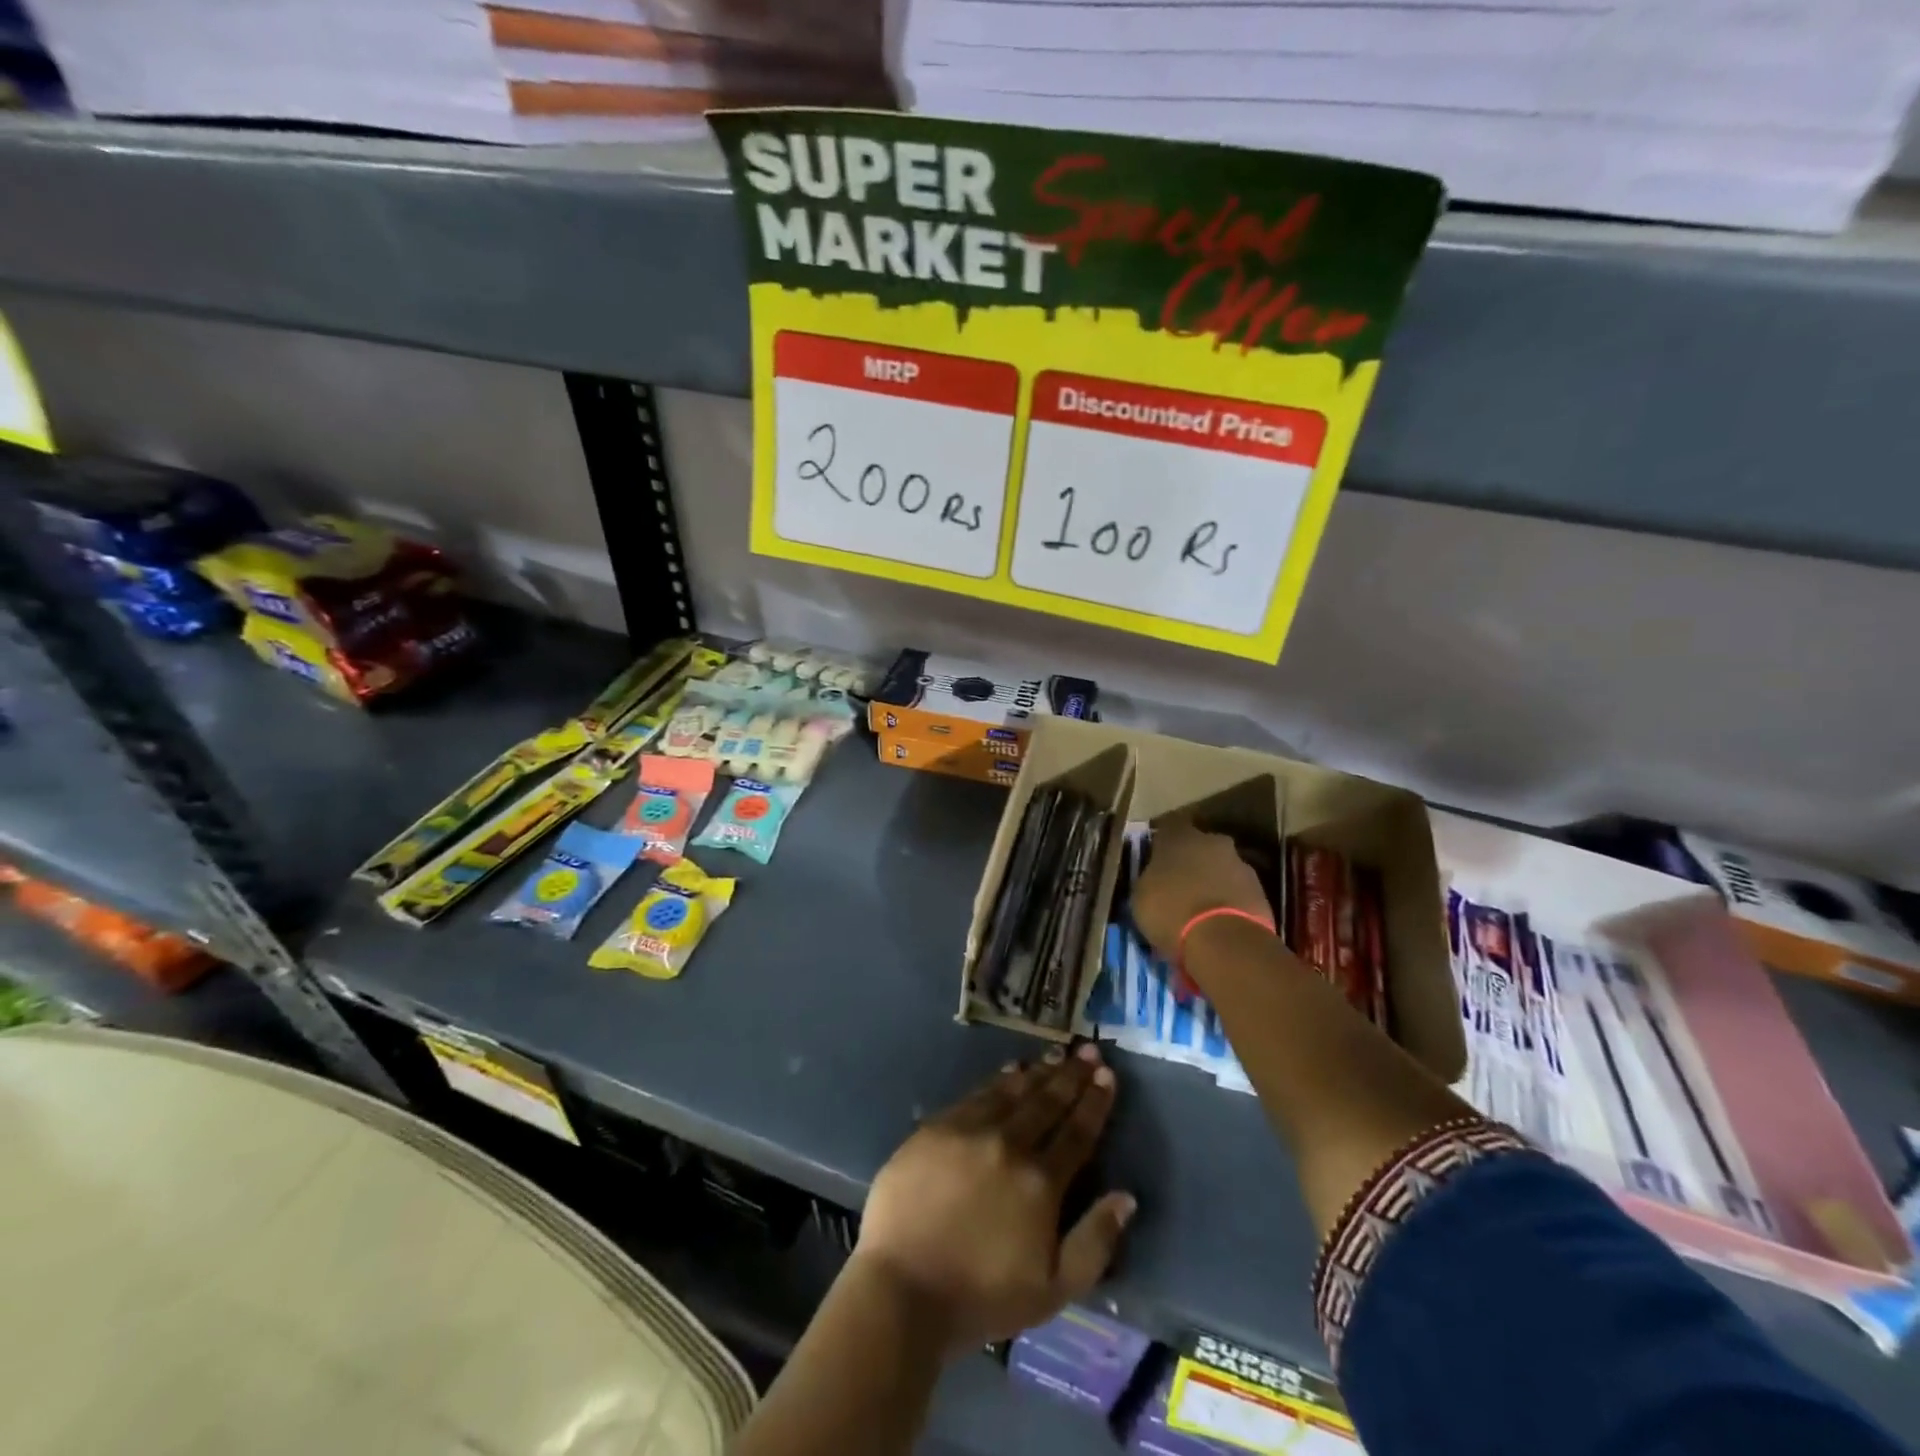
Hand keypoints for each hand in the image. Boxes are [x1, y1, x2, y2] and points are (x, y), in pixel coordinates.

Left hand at [853, 1046, 1135, 1349]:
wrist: (903, 1287)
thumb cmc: (981, 1297)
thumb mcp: (1054, 1290)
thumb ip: (1095, 1241)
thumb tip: (1126, 1196)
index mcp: (1041, 1182)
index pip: (1077, 1132)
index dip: (1094, 1102)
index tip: (1107, 1074)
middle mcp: (1009, 1144)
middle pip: (1047, 1102)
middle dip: (1071, 1075)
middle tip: (1088, 1050)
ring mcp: (970, 1130)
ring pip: (1013, 1091)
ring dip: (1038, 1071)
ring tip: (1056, 1054)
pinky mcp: (937, 1127)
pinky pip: (977, 1093)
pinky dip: (1000, 1079)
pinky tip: (1011, 1071)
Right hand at [1131, 820, 1273, 971]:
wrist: (1224, 940)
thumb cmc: (1171, 910)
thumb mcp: (1141, 896)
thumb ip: (1149, 879)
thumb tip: (1154, 880)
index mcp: (1179, 836)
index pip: (1167, 828)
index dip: (1160, 845)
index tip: (1153, 862)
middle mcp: (1212, 841)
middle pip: (1199, 847)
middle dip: (1190, 863)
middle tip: (1178, 886)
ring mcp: (1240, 864)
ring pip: (1220, 869)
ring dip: (1211, 883)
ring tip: (1199, 910)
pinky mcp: (1261, 891)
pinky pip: (1237, 892)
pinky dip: (1228, 902)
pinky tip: (1218, 923)